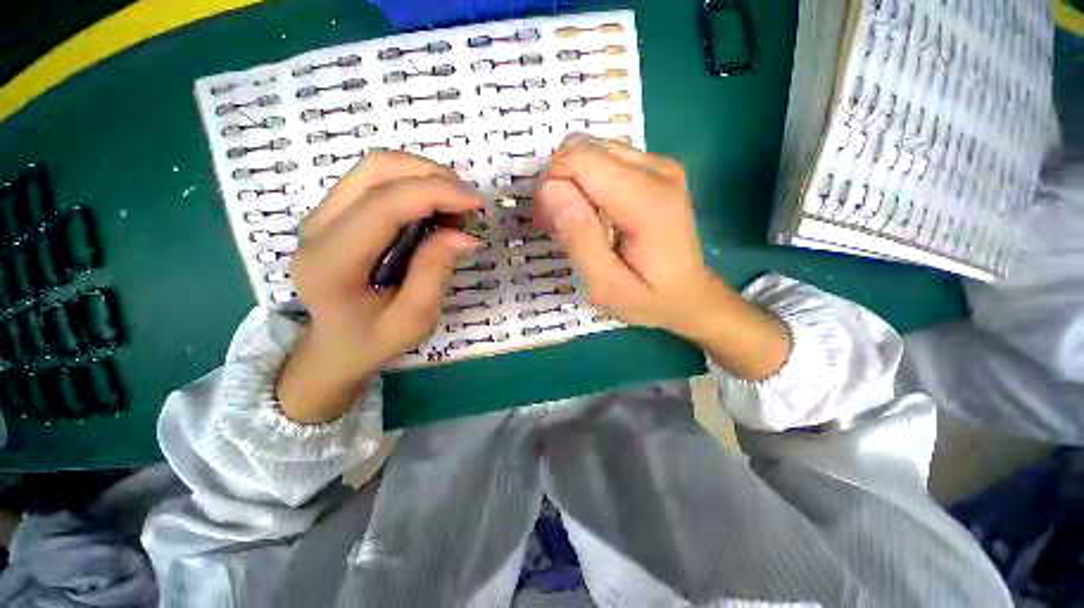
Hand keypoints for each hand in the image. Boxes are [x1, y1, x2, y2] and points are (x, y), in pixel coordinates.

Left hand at [277, 152, 481, 422]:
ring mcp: (321, 214)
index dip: (435, 193)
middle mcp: (317, 227)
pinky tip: (434, 208)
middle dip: (432, 175)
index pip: (383, 205)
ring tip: (455, 206)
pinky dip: (413, 184)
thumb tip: (465, 234)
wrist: (334, 345)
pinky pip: (376, 180)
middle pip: (376, 169)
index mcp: (332, 262)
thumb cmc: (373, 340)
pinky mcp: (334, 212)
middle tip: (468, 202)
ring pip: (376, 167)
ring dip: (424, 176)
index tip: (477, 202)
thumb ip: (435, 273)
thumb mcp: (413, 319)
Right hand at [534, 135, 790, 379]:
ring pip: (591, 151)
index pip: (579, 160)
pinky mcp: (657, 169)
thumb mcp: (605, 286)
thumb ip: (578, 237)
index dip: (551, 187)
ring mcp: (660, 165)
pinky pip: (605, 159)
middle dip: (558, 183)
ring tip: (575, 222)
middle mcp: (658, 170)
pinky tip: (593, 213)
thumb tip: (550, 189)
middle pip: (583, 149)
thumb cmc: (649, 300)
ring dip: (571, 183)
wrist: (691, 296)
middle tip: (557, 224)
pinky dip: (587, 182)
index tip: (547, 223)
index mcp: (647, 201)